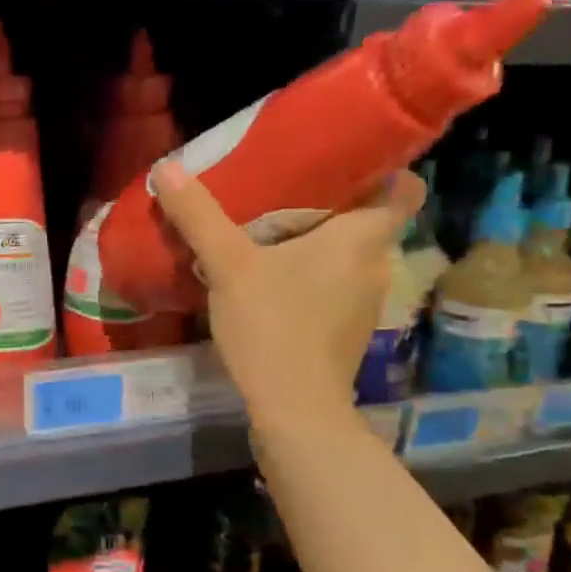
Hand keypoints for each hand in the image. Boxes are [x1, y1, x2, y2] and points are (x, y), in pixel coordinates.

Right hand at [150, 161, 425, 439]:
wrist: (294, 410)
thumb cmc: (273, 325)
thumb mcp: (228, 264)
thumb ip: (199, 216)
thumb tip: (166, 167)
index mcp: (363, 238)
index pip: (405, 189)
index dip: (383, 169)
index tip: (342, 161)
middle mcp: (375, 266)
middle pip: (367, 221)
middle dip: (331, 205)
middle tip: (284, 189)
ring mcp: (365, 303)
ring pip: (349, 257)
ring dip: (317, 244)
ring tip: (271, 232)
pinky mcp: (346, 332)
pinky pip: (334, 287)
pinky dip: (311, 278)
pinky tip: (272, 281)